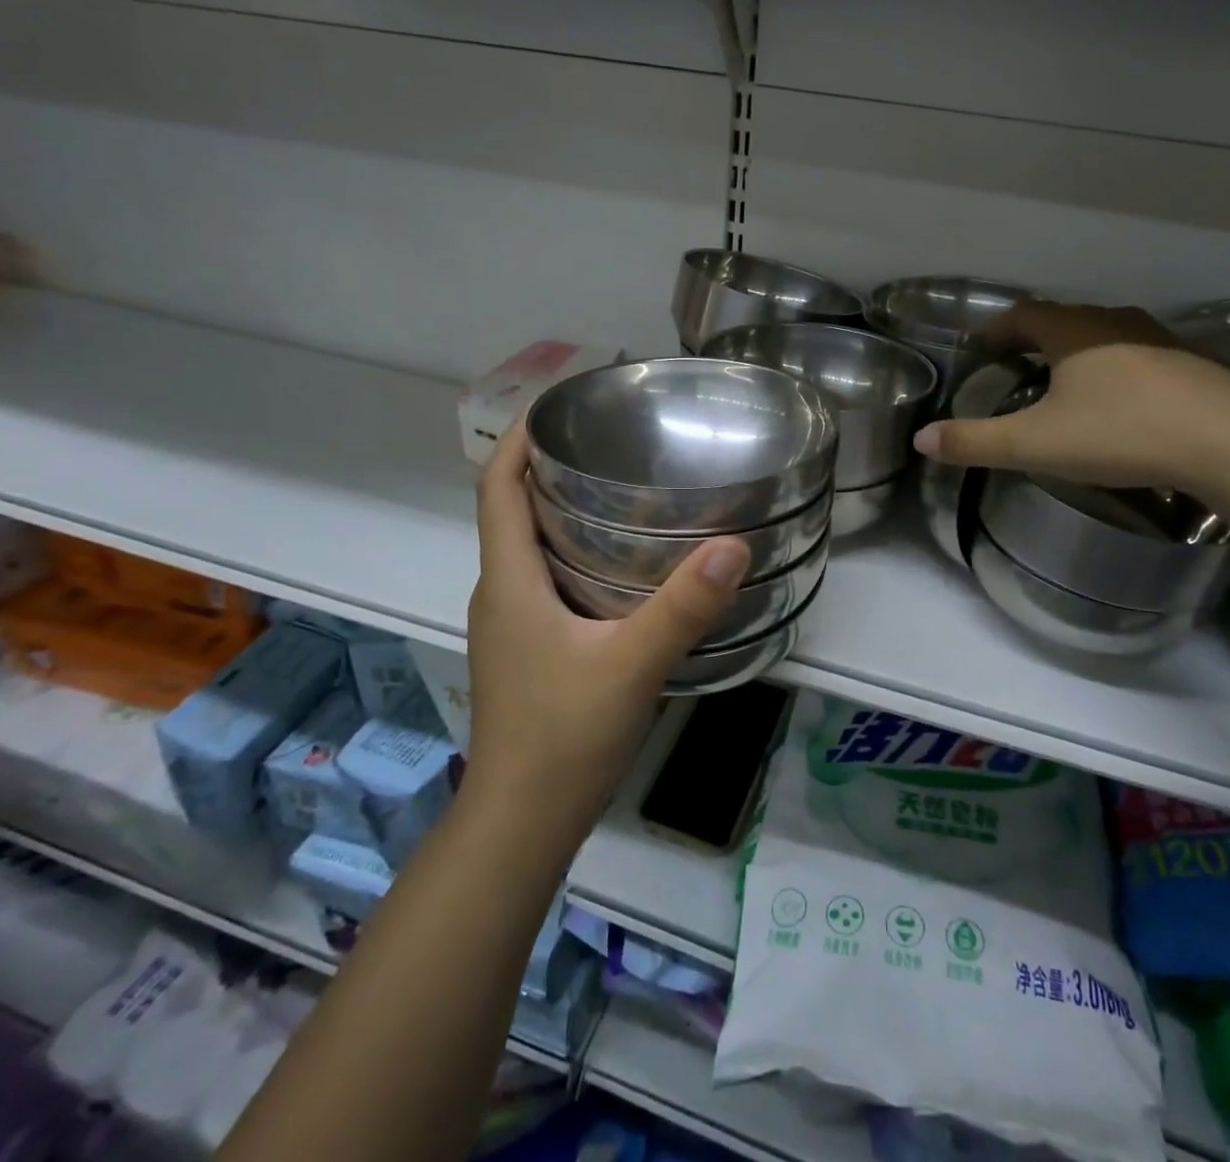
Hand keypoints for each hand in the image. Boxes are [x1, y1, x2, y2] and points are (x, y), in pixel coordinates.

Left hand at [464, 422, 749, 828]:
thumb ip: (682, 608)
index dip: (519, 440)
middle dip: (552, 468)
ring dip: (565, 511)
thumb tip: (732, 545)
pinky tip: (625, 565)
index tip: (559, 407)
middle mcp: (501, 593)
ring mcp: (511, 625)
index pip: (497, 488)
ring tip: (626, 490)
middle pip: (514, 511)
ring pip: (531, 547)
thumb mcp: (631, 666)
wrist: (522, 822)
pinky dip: (576, 553)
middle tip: (614, 442)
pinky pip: (546, 579)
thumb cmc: (563, 738)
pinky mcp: (528, 649)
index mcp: (509, 582)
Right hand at [912, 302, 1229, 493]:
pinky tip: (1118, 399)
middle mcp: (1114, 323)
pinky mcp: (1190, 365)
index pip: (1022, 315)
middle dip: (1032, 338)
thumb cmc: (1122, 432)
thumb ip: (975, 442)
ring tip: (1062, 379)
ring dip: (1076, 350)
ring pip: (1103, 335)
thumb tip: (920, 440)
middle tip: (1013, 363)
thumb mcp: (1036, 443)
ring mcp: (1158, 340)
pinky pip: (1136, 355)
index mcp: (1073, 332)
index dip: (996, 329)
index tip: (979, 347)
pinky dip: (1113, 368)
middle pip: (1062, 319)